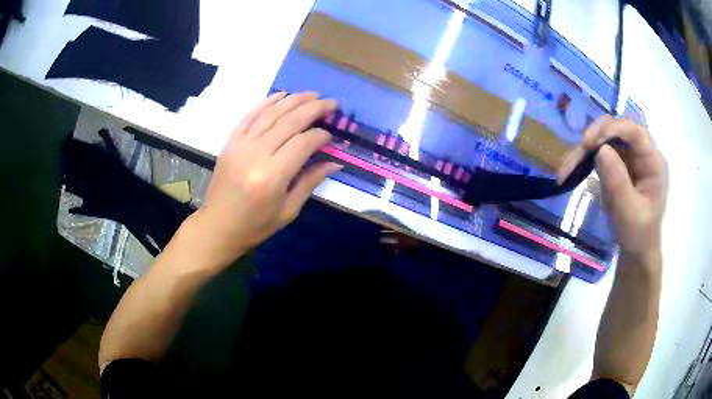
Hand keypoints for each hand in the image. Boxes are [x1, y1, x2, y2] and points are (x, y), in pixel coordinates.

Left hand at [183, 92, 340, 267]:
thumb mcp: (288, 211)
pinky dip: (267, 102)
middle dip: (313, 108)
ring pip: (271, 114)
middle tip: (331, 103)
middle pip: (289, 122)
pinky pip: (250, 115)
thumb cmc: (255, 225)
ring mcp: (240, 145)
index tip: (331, 135)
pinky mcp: (230, 142)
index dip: (320, 135)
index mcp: (271, 177)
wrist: (218, 226)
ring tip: (312, 94)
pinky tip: (281, 95)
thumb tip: (335, 162)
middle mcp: (255, 155)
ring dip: (293, 100)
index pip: (302, 143)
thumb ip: (310, 182)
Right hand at [558, 116, 667, 256]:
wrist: (635, 251)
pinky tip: (572, 170)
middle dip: (597, 135)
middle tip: (580, 150)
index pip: (635, 131)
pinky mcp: (617, 164)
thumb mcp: (629, 213)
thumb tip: (601, 150)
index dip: (613, 129)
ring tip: (566, 168)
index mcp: (653, 162)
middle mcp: (641, 153)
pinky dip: (584, 159)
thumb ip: (618, 182)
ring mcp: (629, 158)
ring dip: (586, 149)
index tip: (590, 142)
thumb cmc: (638, 235)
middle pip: (618, 129)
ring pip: (605, 138)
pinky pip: (599, 152)